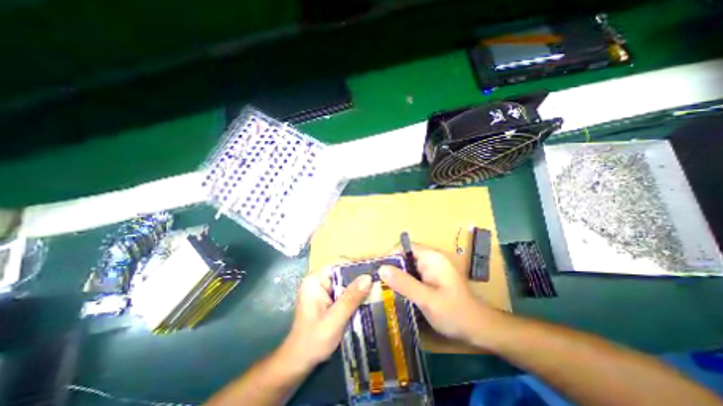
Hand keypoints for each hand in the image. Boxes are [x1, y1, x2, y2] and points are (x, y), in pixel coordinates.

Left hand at [280, 269, 371, 367]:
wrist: (299, 362)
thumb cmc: (313, 342)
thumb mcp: (334, 320)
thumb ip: (350, 298)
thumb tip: (368, 277)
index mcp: (315, 280)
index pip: (339, 264)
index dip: (357, 264)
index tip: (375, 267)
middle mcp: (319, 280)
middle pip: (343, 272)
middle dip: (361, 276)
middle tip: (380, 278)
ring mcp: (323, 289)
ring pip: (345, 281)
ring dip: (360, 285)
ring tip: (379, 285)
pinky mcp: (328, 297)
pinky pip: (344, 291)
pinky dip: (355, 294)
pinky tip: (368, 297)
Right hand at [379, 245, 504, 343]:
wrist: (479, 328)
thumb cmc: (454, 313)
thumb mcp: (427, 300)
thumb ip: (404, 283)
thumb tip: (381, 268)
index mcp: (432, 257)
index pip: (404, 247)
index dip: (389, 256)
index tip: (378, 272)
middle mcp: (432, 257)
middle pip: (405, 255)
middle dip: (392, 267)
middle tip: (380, 283)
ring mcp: (433, 266)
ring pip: (408, 265)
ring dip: (398, 275)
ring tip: (385, 288)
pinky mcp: (433, 275)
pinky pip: (414, 273)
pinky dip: (405, 280)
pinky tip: (399, 292)